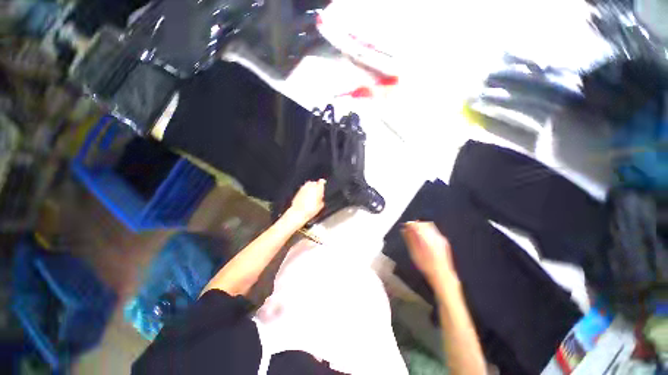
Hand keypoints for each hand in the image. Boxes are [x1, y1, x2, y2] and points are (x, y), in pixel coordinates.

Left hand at [288, 179, 325, 224]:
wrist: (298, 212)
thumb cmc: (310, 210)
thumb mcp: (320, 206)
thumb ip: (321, 199)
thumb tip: (321, 197)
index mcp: (317, 189)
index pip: (321, 182)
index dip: (323, 182)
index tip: (323, 182)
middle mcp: (310, 186)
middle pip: (314, 182)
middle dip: (316, 185)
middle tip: (317, 190)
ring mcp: (303, 188)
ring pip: (308, 184)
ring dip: (310, 187)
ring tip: (311, 193)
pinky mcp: (298, 191)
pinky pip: (303, 188)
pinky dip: (305, 190)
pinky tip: (306, 195)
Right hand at [401, 221, 457, 283]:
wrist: (442, 276)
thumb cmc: (427, 266)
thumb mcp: (414, 253)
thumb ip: (409, 239)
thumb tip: (404, 230)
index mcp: (427, 238)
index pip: (417, 225)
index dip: (410, 224)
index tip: (406, 226)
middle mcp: (435, 236)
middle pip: (424, 224)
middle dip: (416, 225)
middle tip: (410, 229)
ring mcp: (441, 239)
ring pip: (430, 227)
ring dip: (422, 228)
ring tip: (416, 233)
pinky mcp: (444, 242)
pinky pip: (434, 232)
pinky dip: (427, 232)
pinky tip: (424, 239)